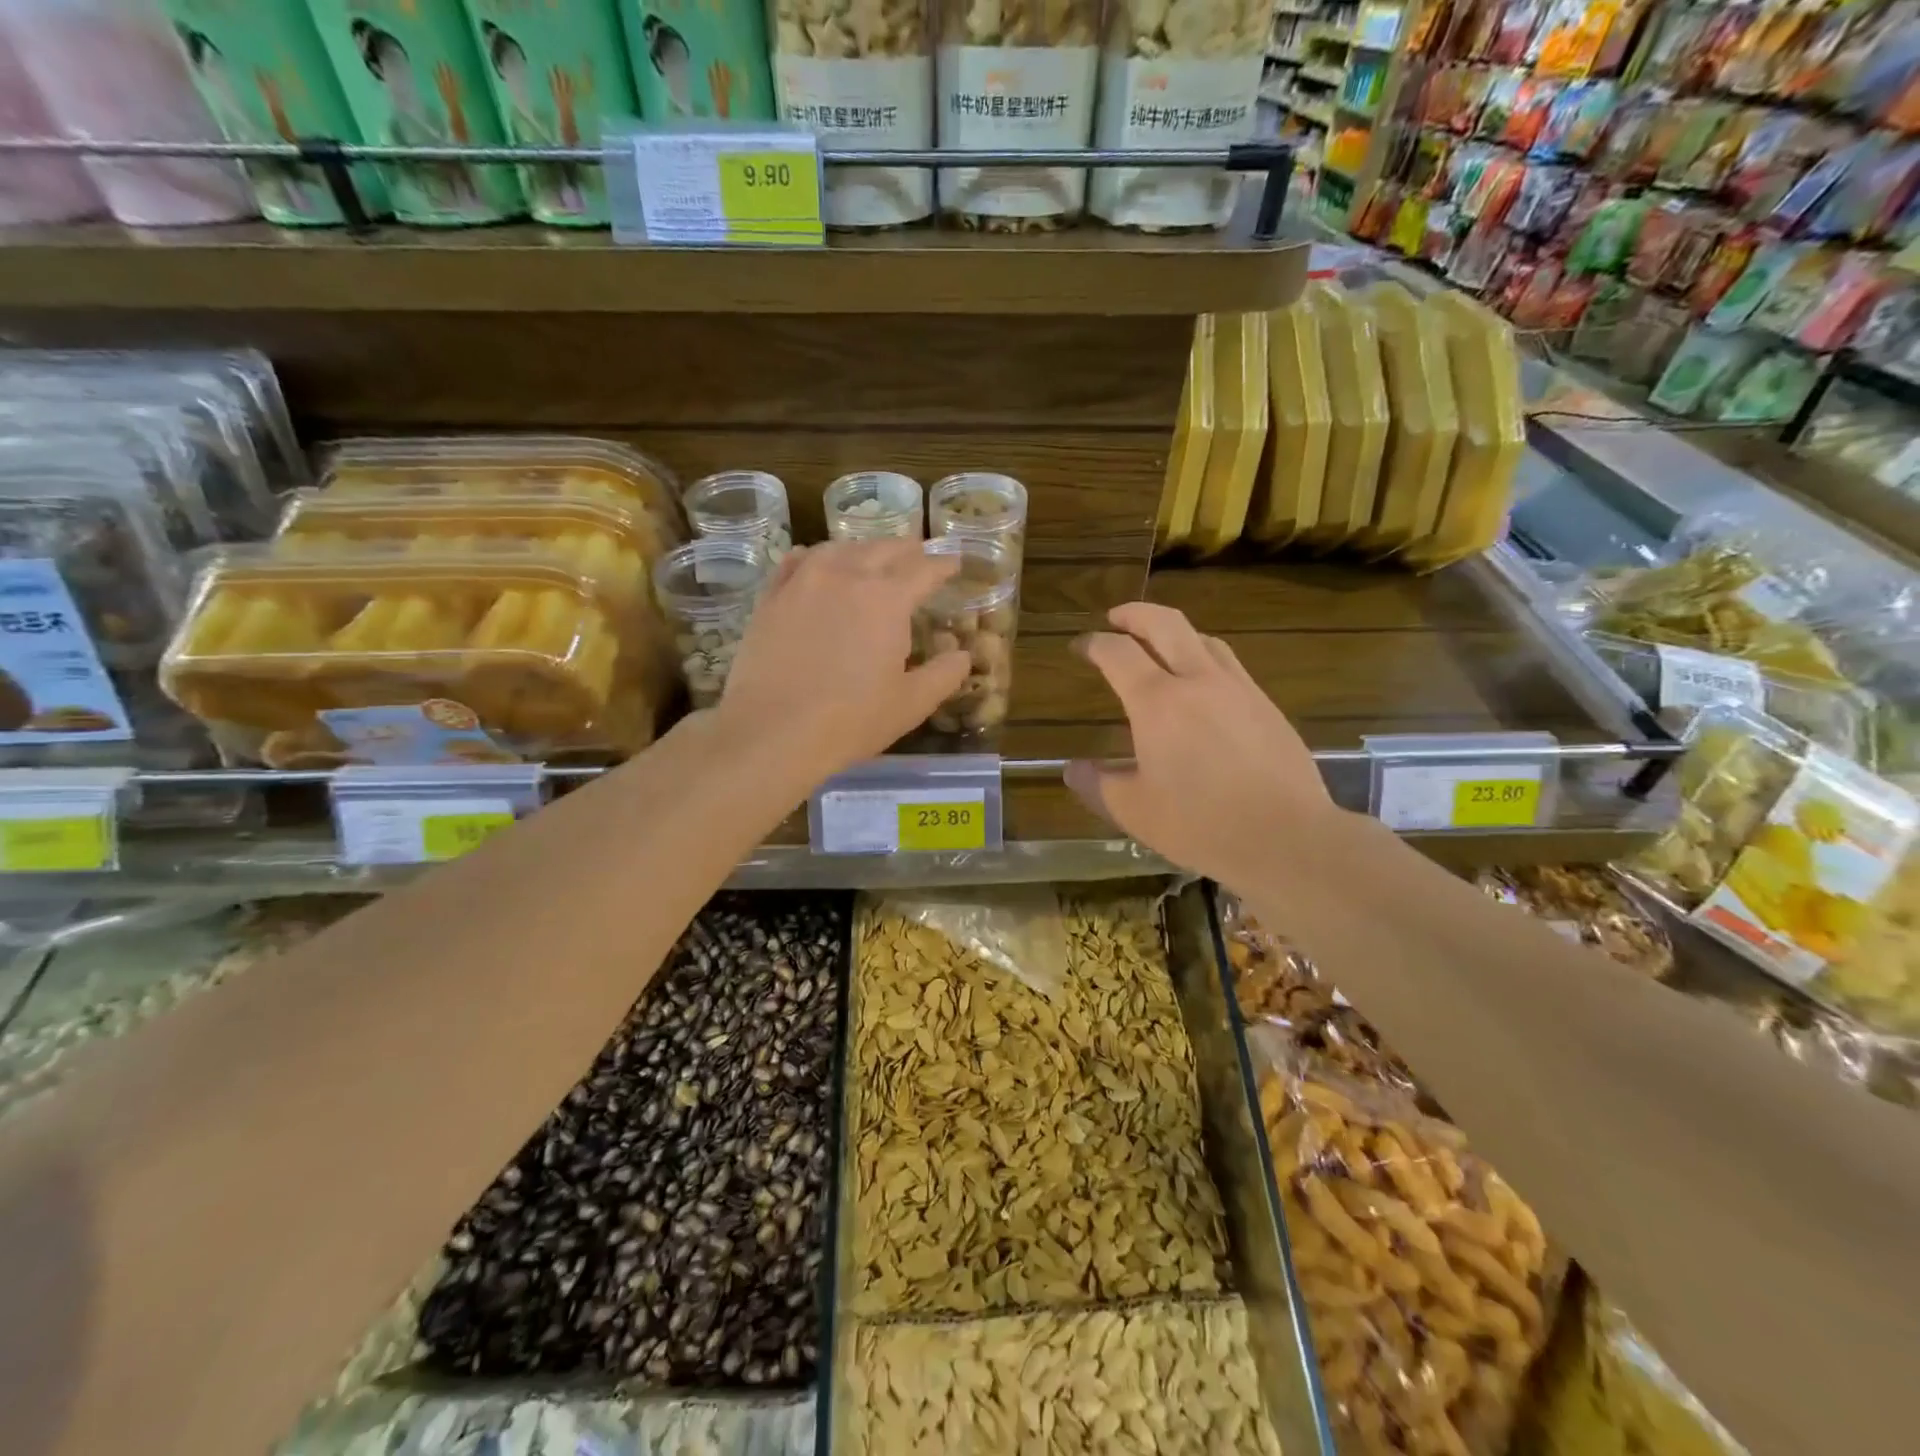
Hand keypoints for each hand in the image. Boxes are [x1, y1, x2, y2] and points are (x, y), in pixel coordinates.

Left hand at [715, 540, 969, 780]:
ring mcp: (803, 581)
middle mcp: (846, 575)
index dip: (943, 565)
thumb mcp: (911, 704)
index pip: (924, 569)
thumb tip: (963, 655)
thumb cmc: (851, 720)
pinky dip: (815, 556)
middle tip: (918, 554)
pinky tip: (816, 561)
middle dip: (907, 550)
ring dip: (863, 550)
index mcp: (888, 598)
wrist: (772, 731)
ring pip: (839, 549)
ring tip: (872, 558)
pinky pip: (797, 562)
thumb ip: (944, 675)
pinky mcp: (771, 597)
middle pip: (883, 549)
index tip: (954, 563)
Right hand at [1066, 602, 1337, 885]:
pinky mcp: (1267, 706)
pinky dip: (1205, 658)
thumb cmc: (1200, 825)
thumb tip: (1073, 769)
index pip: (1117, 653)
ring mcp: (1239, 689)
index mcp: (1157, 702)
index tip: (1080, 646)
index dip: (1093, 644)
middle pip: (1165, 623)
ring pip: (1203, 639)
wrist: (1287, 838)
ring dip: (1174, 632)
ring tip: (1160, 646)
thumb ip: (1097, 785)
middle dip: (1135, 614)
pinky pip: (1230, 665)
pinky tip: (1204, 686)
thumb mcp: (1134, 811)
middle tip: (1116, 618)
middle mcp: (1198, 681)